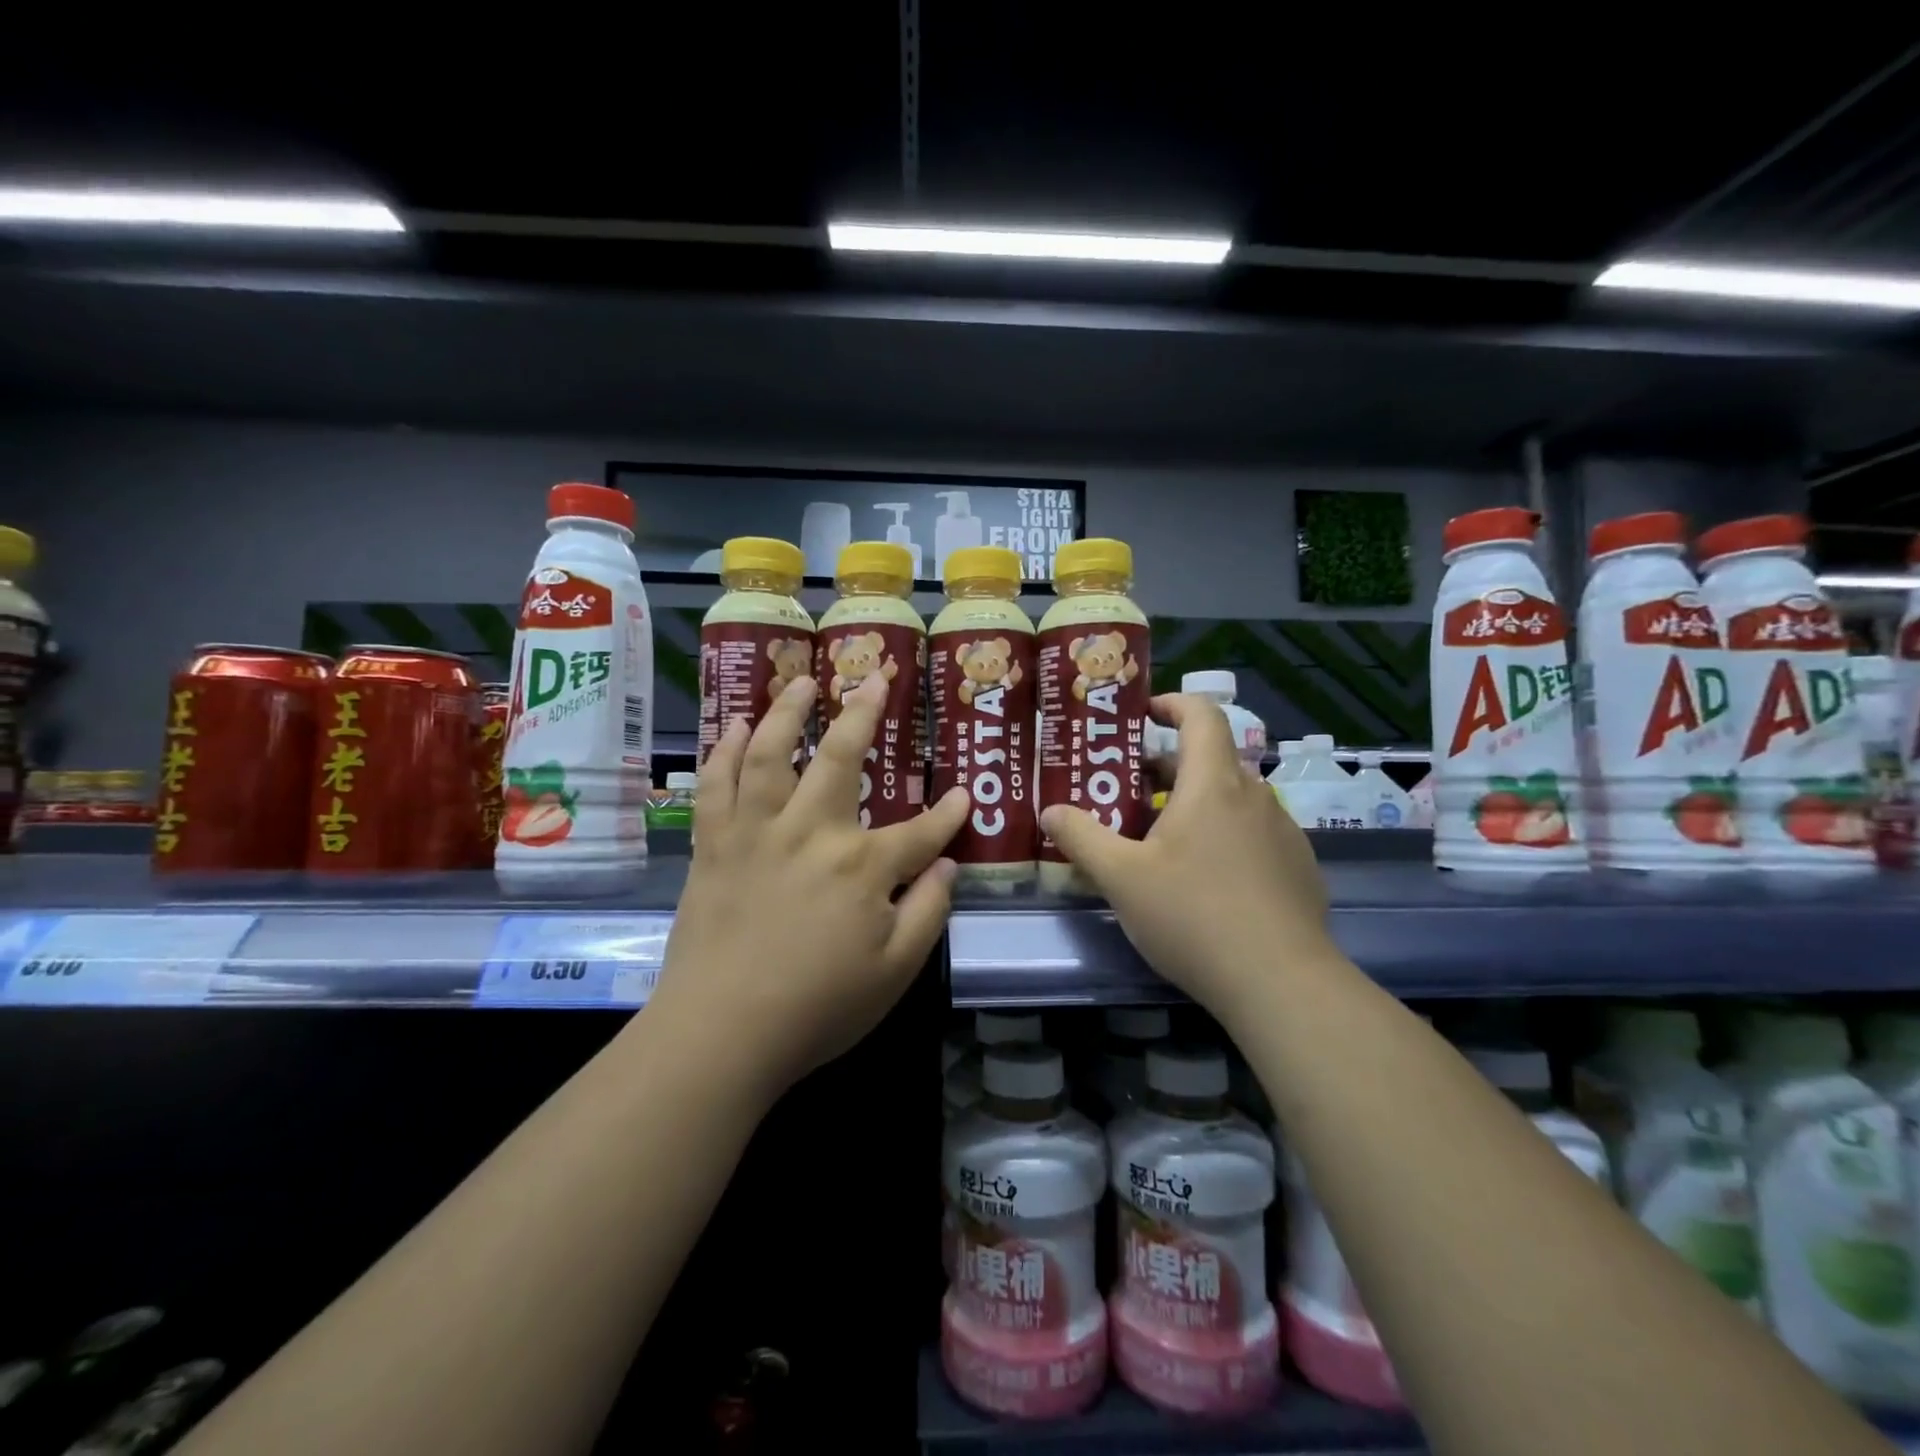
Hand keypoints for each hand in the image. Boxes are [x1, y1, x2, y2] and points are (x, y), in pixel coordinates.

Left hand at [650, 673, 968, 1101]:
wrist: (722, 1032)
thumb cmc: (818, 1008)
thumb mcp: (895, 971)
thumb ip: (929, 912)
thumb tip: (950, 866)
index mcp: (863, 866)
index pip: (921, 831)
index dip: (948, 814)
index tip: (963, 796)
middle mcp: (812, 832)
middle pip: (841, 758)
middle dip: (864, 714)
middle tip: (875, 679)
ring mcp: (758, 832)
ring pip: (770, 753)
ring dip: (787, 711)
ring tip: (800, 680)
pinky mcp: (714, 845)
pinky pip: (715, 785)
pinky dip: (724, 751)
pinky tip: (736, 727)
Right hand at [1041, 694, 1334, 1017]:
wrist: (1281, 983)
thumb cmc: (1194, 915)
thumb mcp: (1121, 877)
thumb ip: (1081, 837)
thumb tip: (1049, 811)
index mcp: (1214, 784)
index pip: (1202, 714)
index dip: (1172, 704)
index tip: (1143, 715)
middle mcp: (1255, 796)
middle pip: (1210, 760)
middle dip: (1166, 767)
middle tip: (1126, 791)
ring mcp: (1284, 833)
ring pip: (1232, 800)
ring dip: (1194, 804)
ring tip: (1158, 839)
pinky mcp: (1298, 868)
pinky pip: (1253, 834)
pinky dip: (1223, 836)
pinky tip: (1203, 881)